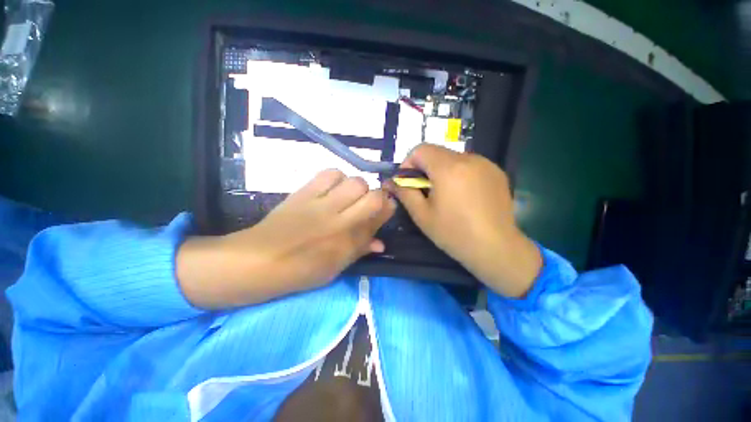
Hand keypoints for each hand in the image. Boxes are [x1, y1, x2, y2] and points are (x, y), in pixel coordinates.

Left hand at [177, 169, 395, 308]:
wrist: (259, 261)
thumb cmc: (301, 271)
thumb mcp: (336, 268)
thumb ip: (361, 251)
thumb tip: (381, 243)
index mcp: (349, 243)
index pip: (379, 218)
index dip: (388, 208)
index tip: (387, 207)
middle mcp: (341, 221)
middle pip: (373, 196)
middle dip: (377, 196)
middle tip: (368, 201)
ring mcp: (322, 204)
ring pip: (355, 182)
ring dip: (358, 186)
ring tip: (349, 194)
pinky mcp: (305, 193)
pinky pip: (329, 174)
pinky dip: (337, 177)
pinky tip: (333, 186)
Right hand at [390, 144, 541, 297]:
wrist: (496, 248)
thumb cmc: (454, 233)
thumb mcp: (422, 215)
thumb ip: (404, 193)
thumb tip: (390, 181)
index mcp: (448, 168)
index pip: (420, 149)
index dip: (408, 163)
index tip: (408, 182)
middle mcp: (469, 159)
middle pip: (437, 152)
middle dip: (425, 169)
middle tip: (425, 192)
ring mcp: (486, 164)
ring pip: (453, 158)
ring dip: (442, 171)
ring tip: (445, 195)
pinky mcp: (497, 172)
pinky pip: (470, 165)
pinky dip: (459, 174)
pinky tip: (463, 196)